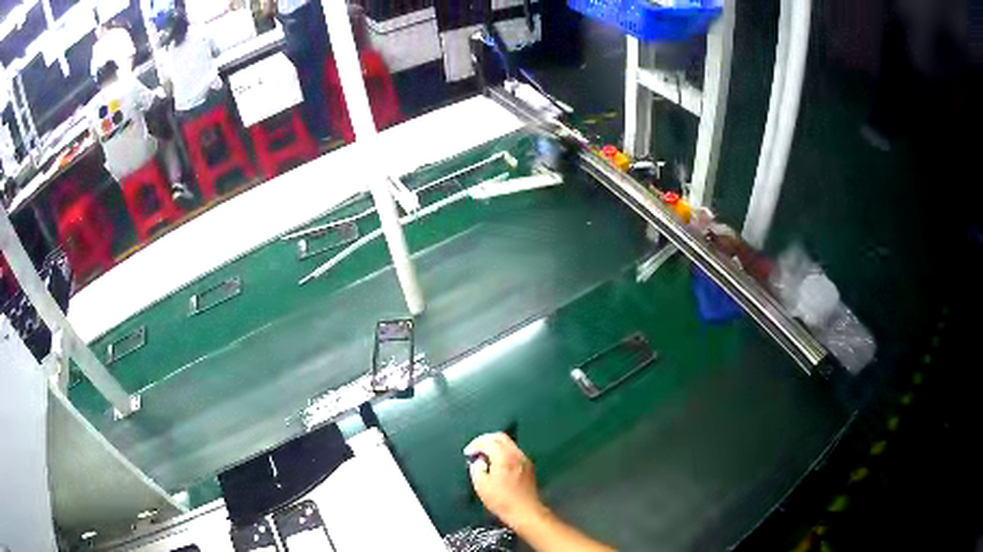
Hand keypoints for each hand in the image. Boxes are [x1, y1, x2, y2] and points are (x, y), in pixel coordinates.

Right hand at [465, 432, 546, 527]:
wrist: (525, 511)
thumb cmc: (501, 500)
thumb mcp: (481, 486)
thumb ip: (476, 469)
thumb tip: (479, 461)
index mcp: (504, 457)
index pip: (488, 441)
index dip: (475, 444)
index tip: (468, 453)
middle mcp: (516, 454)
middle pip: (500, 437)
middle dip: (485, 440)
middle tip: (475, 449)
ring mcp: (524, 459)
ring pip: (508, 443)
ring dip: (495, 445)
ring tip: (485, 456)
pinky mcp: (528, 466)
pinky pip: (514, 451)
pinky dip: (503, 451)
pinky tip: (497, 462)